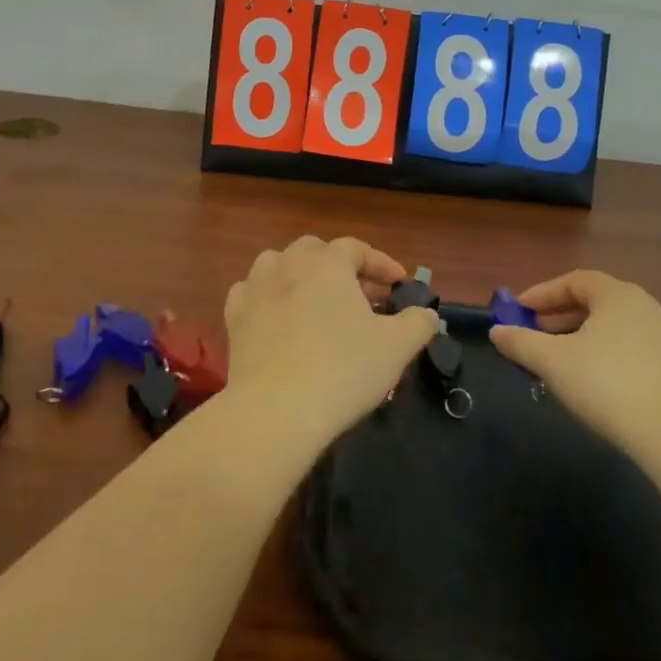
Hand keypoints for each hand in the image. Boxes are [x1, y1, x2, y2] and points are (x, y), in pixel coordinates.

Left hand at [222, 236, 440, 454]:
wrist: (276, 412)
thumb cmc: (343, 371)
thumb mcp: (396, 348)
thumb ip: (418, 323)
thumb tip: (427, 314)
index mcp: (327, 265)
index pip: (356, 248)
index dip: (381, 262)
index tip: (400, 284)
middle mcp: (288, 266)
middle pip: (316, 250)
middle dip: (341, 266)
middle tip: (362, 295)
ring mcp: (256, 290)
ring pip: (278, 264)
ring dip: (300, 274)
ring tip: (317, 300)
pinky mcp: (234, 318)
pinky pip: (251, 292)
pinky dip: (267, 296)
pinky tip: (277, 315)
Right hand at [488, 271, 660, 457]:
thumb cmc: (607, 385)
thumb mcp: (552, 362)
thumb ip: (520, 342)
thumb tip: (497, 331)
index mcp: (617, 295)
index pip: (574, 281)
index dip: (542, 294)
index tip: (518, 311)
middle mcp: (644, 307)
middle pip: (593, 302)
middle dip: (559, 316)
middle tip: (534, 334)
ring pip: (611, 327)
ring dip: (579, 337)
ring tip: (558, 362)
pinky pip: (628, 348)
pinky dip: (602, 354)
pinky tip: (591, 382)